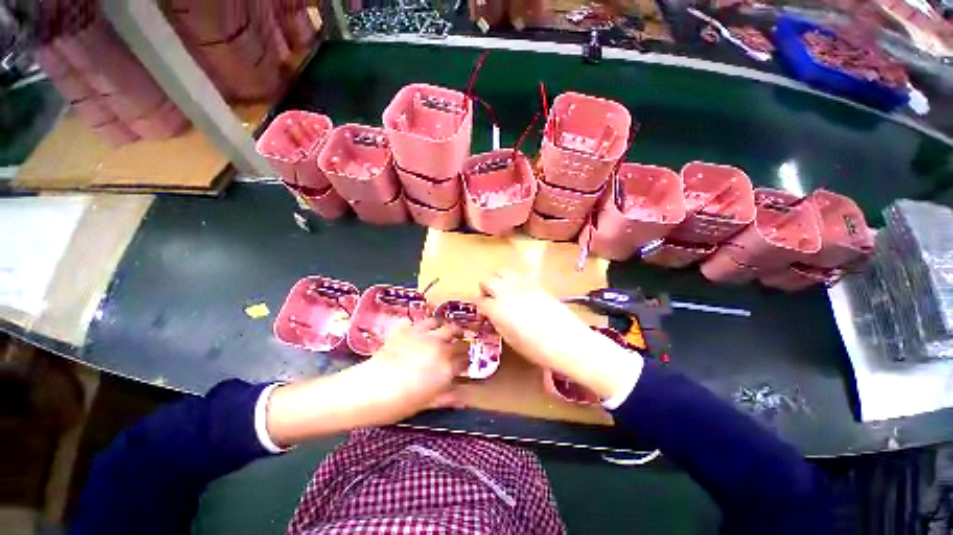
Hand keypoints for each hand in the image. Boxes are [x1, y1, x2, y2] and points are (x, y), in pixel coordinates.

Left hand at [266, 319, 467, 446]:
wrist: (367, 389)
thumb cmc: (397, 403)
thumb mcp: (425, 404)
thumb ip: (446, 397)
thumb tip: (462, 397)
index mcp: (447, 367)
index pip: (465, 360)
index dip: (466, 362)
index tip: (465, 364)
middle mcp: (440, 347)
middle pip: (459, 340)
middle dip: (462, 343)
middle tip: (460, 346)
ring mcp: (425, 335)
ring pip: (445, 324)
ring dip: (449, 328)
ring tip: (449, 332)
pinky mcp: (409, 328)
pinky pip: (424, 320)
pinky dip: (428, 323)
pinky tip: (425, 329)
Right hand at [477, 272, 642, 399]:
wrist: (570, 342)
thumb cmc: (538, 349)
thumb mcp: (512, 341)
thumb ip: (499, 323)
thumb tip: (494, 315)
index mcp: (498, 309)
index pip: (480, 301)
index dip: (480, 307)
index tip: (484, 314)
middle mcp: (507, 292)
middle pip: (487, 280)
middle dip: (485, 289)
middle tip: (491, 300)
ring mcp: (523, 285)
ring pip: (502, 271)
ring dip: (498, 280)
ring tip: (504, 292)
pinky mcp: (537, 284)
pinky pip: (519, 275)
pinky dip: (513, 280)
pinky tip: (519, 293)